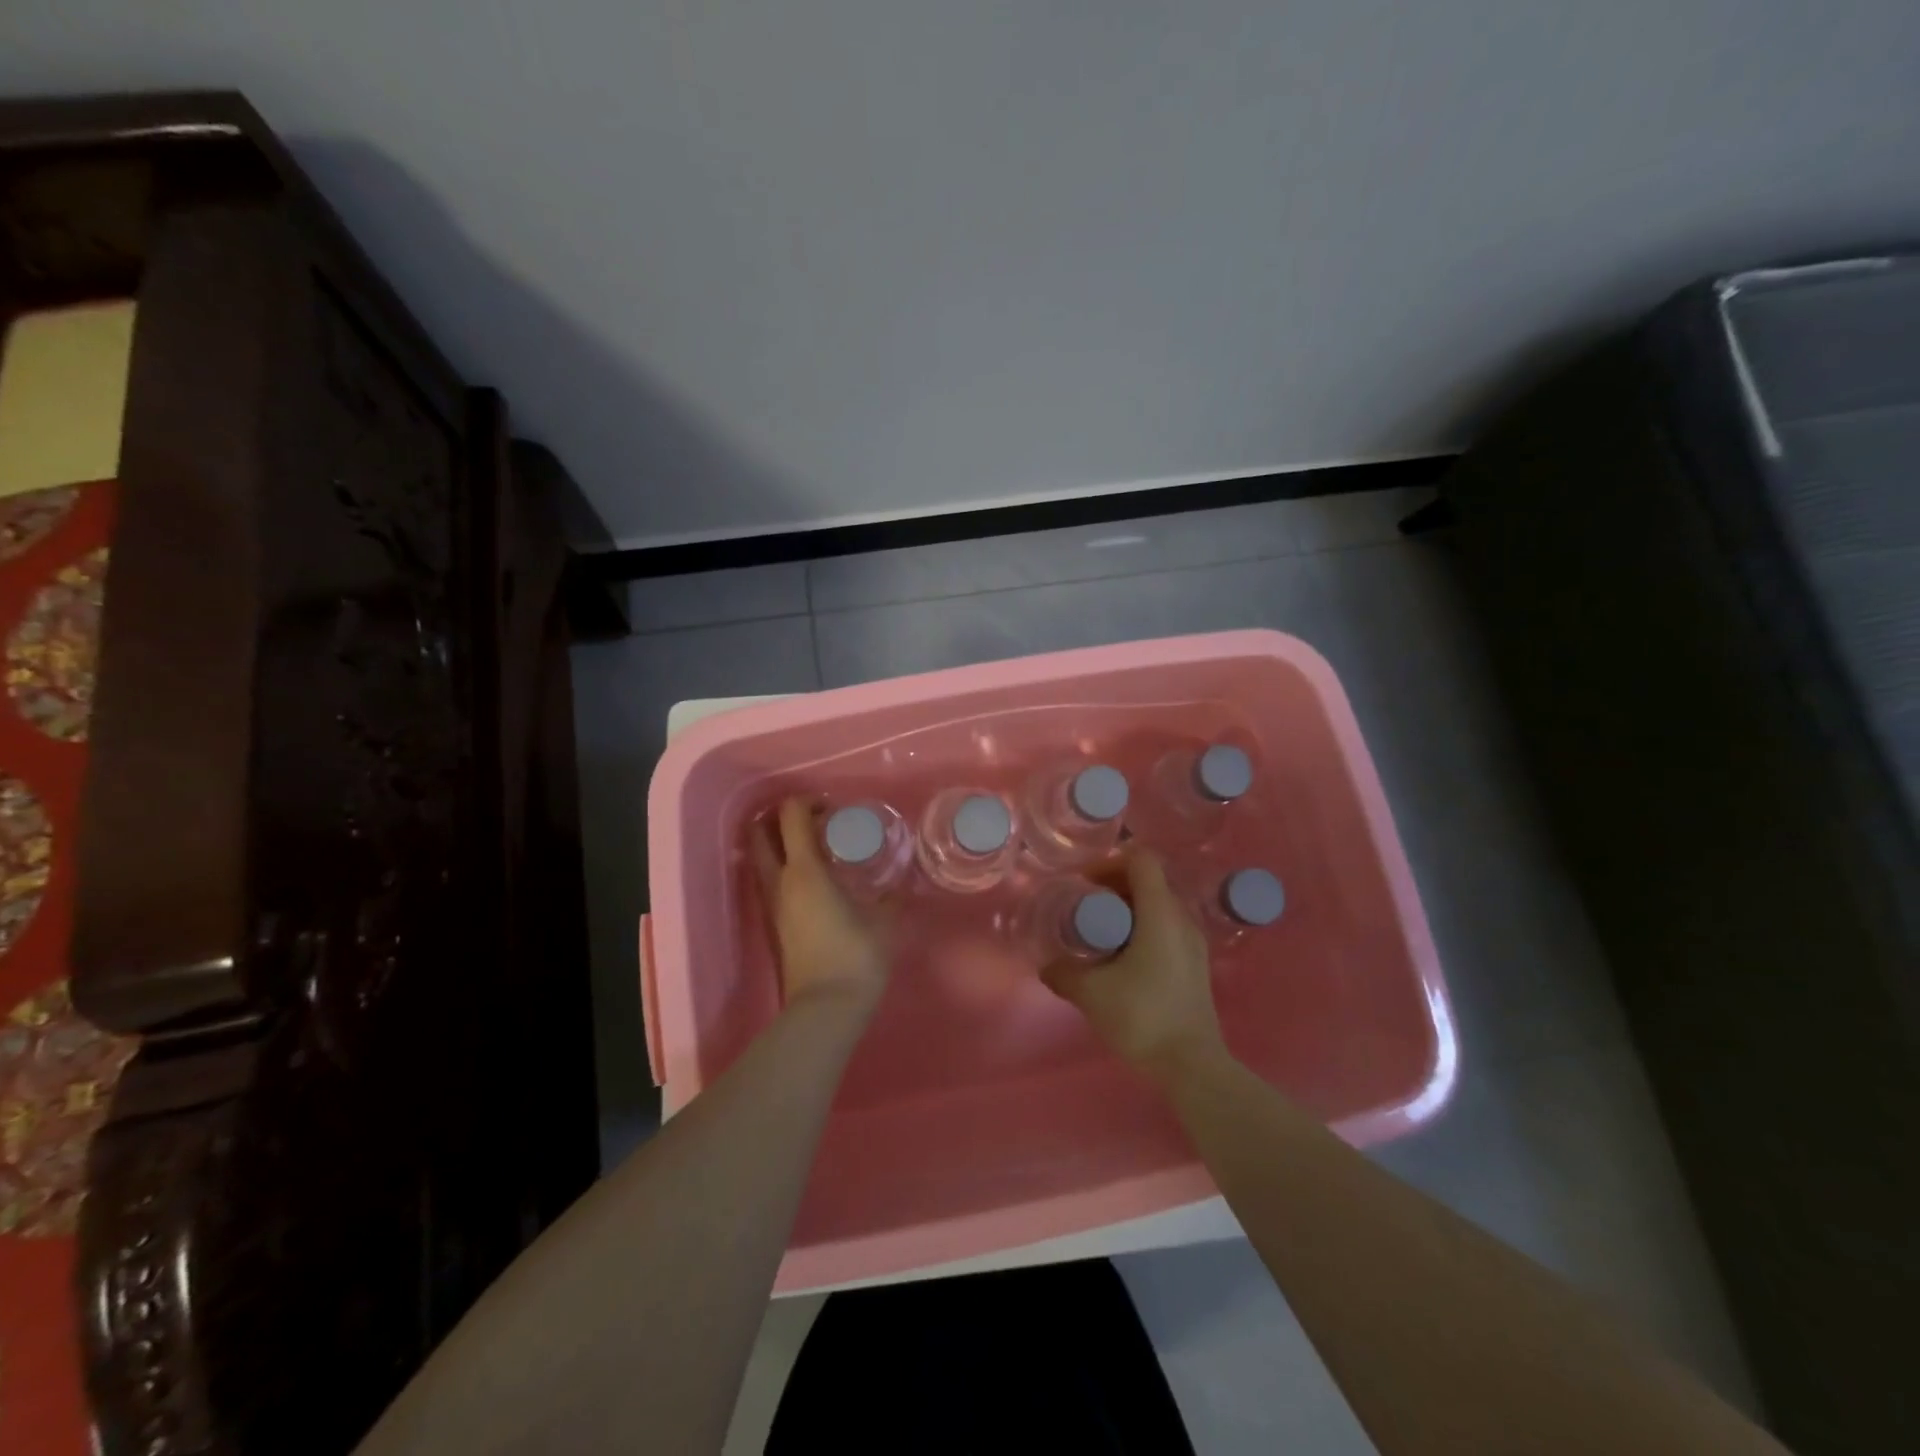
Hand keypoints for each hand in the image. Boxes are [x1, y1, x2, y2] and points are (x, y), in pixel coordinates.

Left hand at [752, 798, 894, 1014]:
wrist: (826, 1009)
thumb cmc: (856, 956)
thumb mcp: (885, 920)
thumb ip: (893, 896)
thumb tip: (901, 883)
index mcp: (804, 870)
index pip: (791, 816)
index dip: (808, 802)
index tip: (833, 809)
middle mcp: (780, 881)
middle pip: (761, 834)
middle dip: (782, 819)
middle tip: (815, 823)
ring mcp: (773, 904)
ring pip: (761, 859)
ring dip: (780, 844)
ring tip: (817, 849)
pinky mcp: (775, 924)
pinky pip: (771, 882)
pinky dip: (785, 868)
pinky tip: (816, 880)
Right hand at [1040, 850, 1225, 1084]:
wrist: (1192, 1065)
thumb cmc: (1142, 1017)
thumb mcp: (1091, 993)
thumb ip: (1063, 973)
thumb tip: (1047, 966)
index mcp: (1160, 913)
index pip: (1141, 860)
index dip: (1110, 862)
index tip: (1085, 884)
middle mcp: (1182, 918)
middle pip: (1149, 880)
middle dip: (1114, 886)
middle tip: (1086, 907)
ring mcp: (1193, 942)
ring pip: (1159, 905)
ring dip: (1128, 909)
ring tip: (1101, 934)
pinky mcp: (1195, 963)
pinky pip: (1167, 927)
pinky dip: (1143, 928)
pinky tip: (1122, 958)